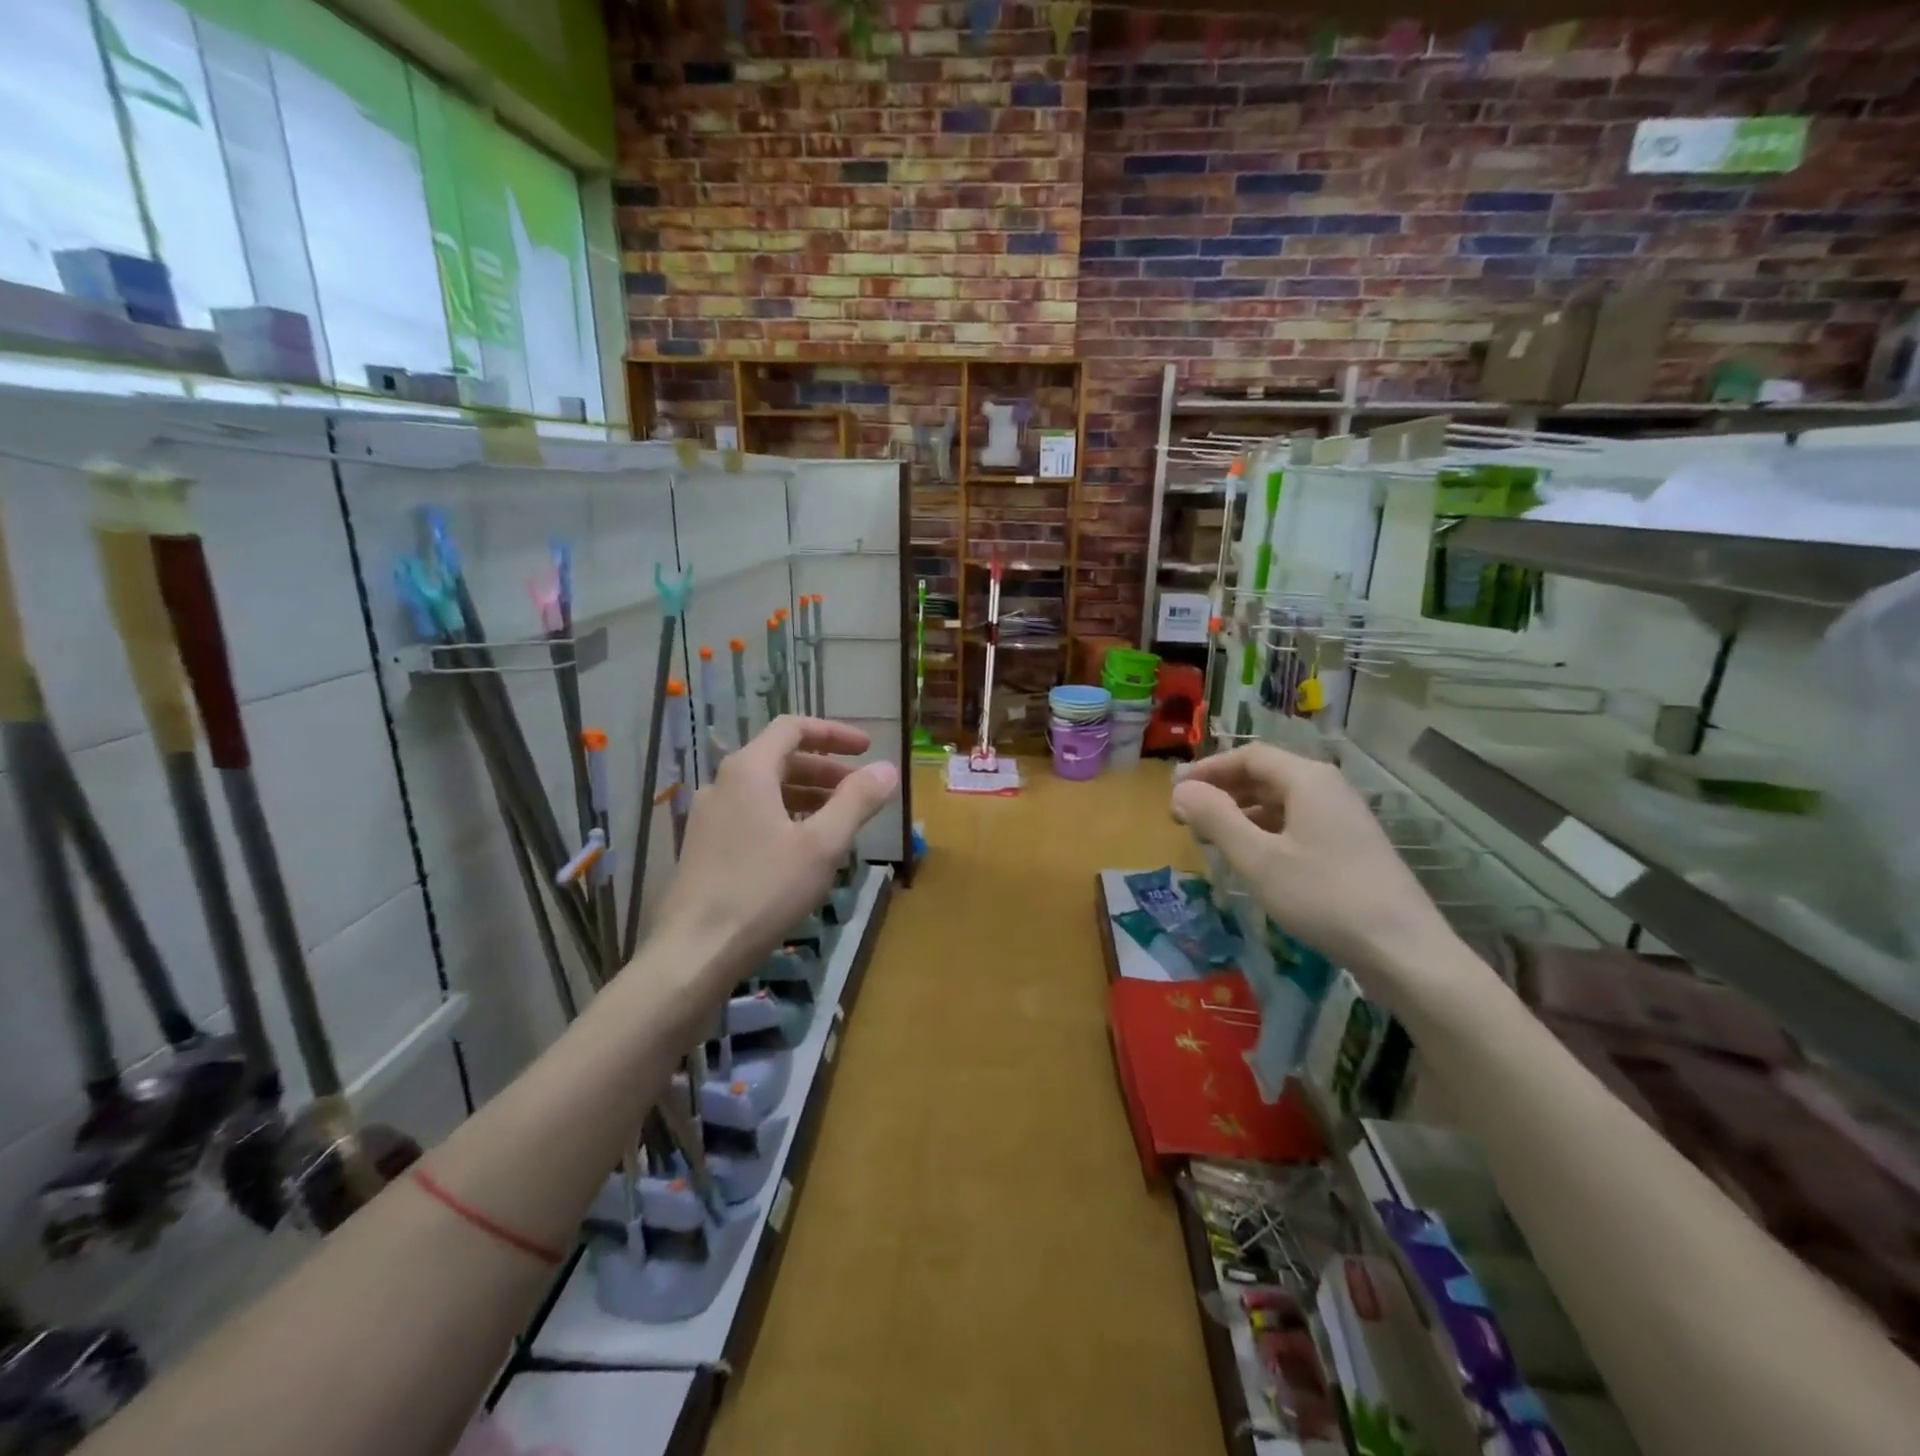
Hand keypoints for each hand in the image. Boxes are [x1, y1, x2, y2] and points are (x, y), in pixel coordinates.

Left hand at [655, 716, 898, 987]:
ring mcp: (709, 817)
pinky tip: (804, 850)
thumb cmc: (763, 890)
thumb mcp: (822, 844)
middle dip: (825, 769)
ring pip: (766, 790)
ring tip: (840, 821)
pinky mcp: (704, 848)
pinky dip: (785, 818)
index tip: (867, 748)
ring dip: (807, 796)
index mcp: (748, 770)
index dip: (834, 733)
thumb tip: (888, 768)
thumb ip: (857, 801)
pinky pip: (752, 816)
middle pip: (780, 758)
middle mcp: (723, 784)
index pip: (793, 728)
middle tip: (860, 790)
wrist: (695, 952)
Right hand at [1171, 744, 1458, 1010]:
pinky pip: (1296, 825)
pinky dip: (1265, 833)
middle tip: (1185, 817)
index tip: (1174, 792)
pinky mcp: (1350, 847)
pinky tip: (1250, 858)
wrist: (1404, 950)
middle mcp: (1327, 789)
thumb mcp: (1258, 858)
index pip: (1249, 756)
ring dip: (1241, 814)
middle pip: (1265, 776)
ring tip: (1209, 839)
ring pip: (1280, 803)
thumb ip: (1216, 818)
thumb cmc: (1323, 896)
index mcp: (1307, 780)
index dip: (1208, 770)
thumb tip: (1181, 790)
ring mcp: (1343, 819)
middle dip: (1222, 792)